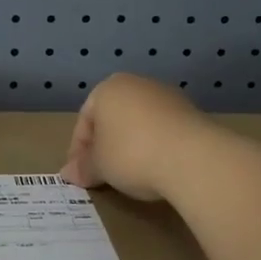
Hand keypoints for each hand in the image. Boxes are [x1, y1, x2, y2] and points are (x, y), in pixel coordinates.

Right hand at [61, 73, 218, 202]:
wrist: (192, 157)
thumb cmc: (131, 154)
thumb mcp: (99, 166)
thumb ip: (83, 167)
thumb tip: (68, 173)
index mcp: (107, 88)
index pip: (84, 121)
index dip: (79, 151)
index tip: (81, 175)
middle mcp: (137, 84)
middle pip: (112, 118)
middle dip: (106, 146)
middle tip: (103, 175)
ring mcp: (167, 96)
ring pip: (139, 123)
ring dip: (132, 146)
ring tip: (131, 175)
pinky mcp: (192, 112)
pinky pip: (163, 130)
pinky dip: (156, 146)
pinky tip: (157, 168)